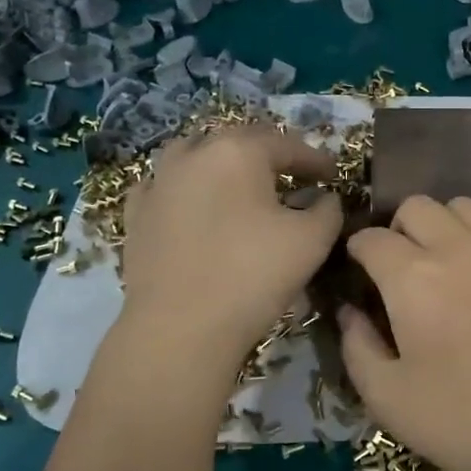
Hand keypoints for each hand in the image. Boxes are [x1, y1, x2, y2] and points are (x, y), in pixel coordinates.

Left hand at [118, 125, 342, 362]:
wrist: (180, 328)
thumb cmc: (253, 275)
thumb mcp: (312, 240)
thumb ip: (328, 209)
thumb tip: (324, 197)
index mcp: (239, 151)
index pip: (287, 145)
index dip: (315, 159)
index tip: (333, 174)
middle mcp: (195, 154)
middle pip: (239, 142)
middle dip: (270, 155)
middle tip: (293, 175)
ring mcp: (159, 182)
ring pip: (196, 156)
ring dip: (224, 164)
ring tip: (242, 185)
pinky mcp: (137, 213)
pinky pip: (167, 186)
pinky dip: (187, 188)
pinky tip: (195, 205)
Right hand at [337, 196, 470, 470]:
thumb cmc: (466, 422)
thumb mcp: (388, 400)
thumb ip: (356, 346)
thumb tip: (349, 311)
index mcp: (414, 278)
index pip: (372, 238)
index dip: (359, 251)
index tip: (362, 270)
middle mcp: (460, 247)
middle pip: (417, 206)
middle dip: (399, 229)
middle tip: (404, 267)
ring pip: (463, 208)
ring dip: (444, 227)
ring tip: (449, 265)